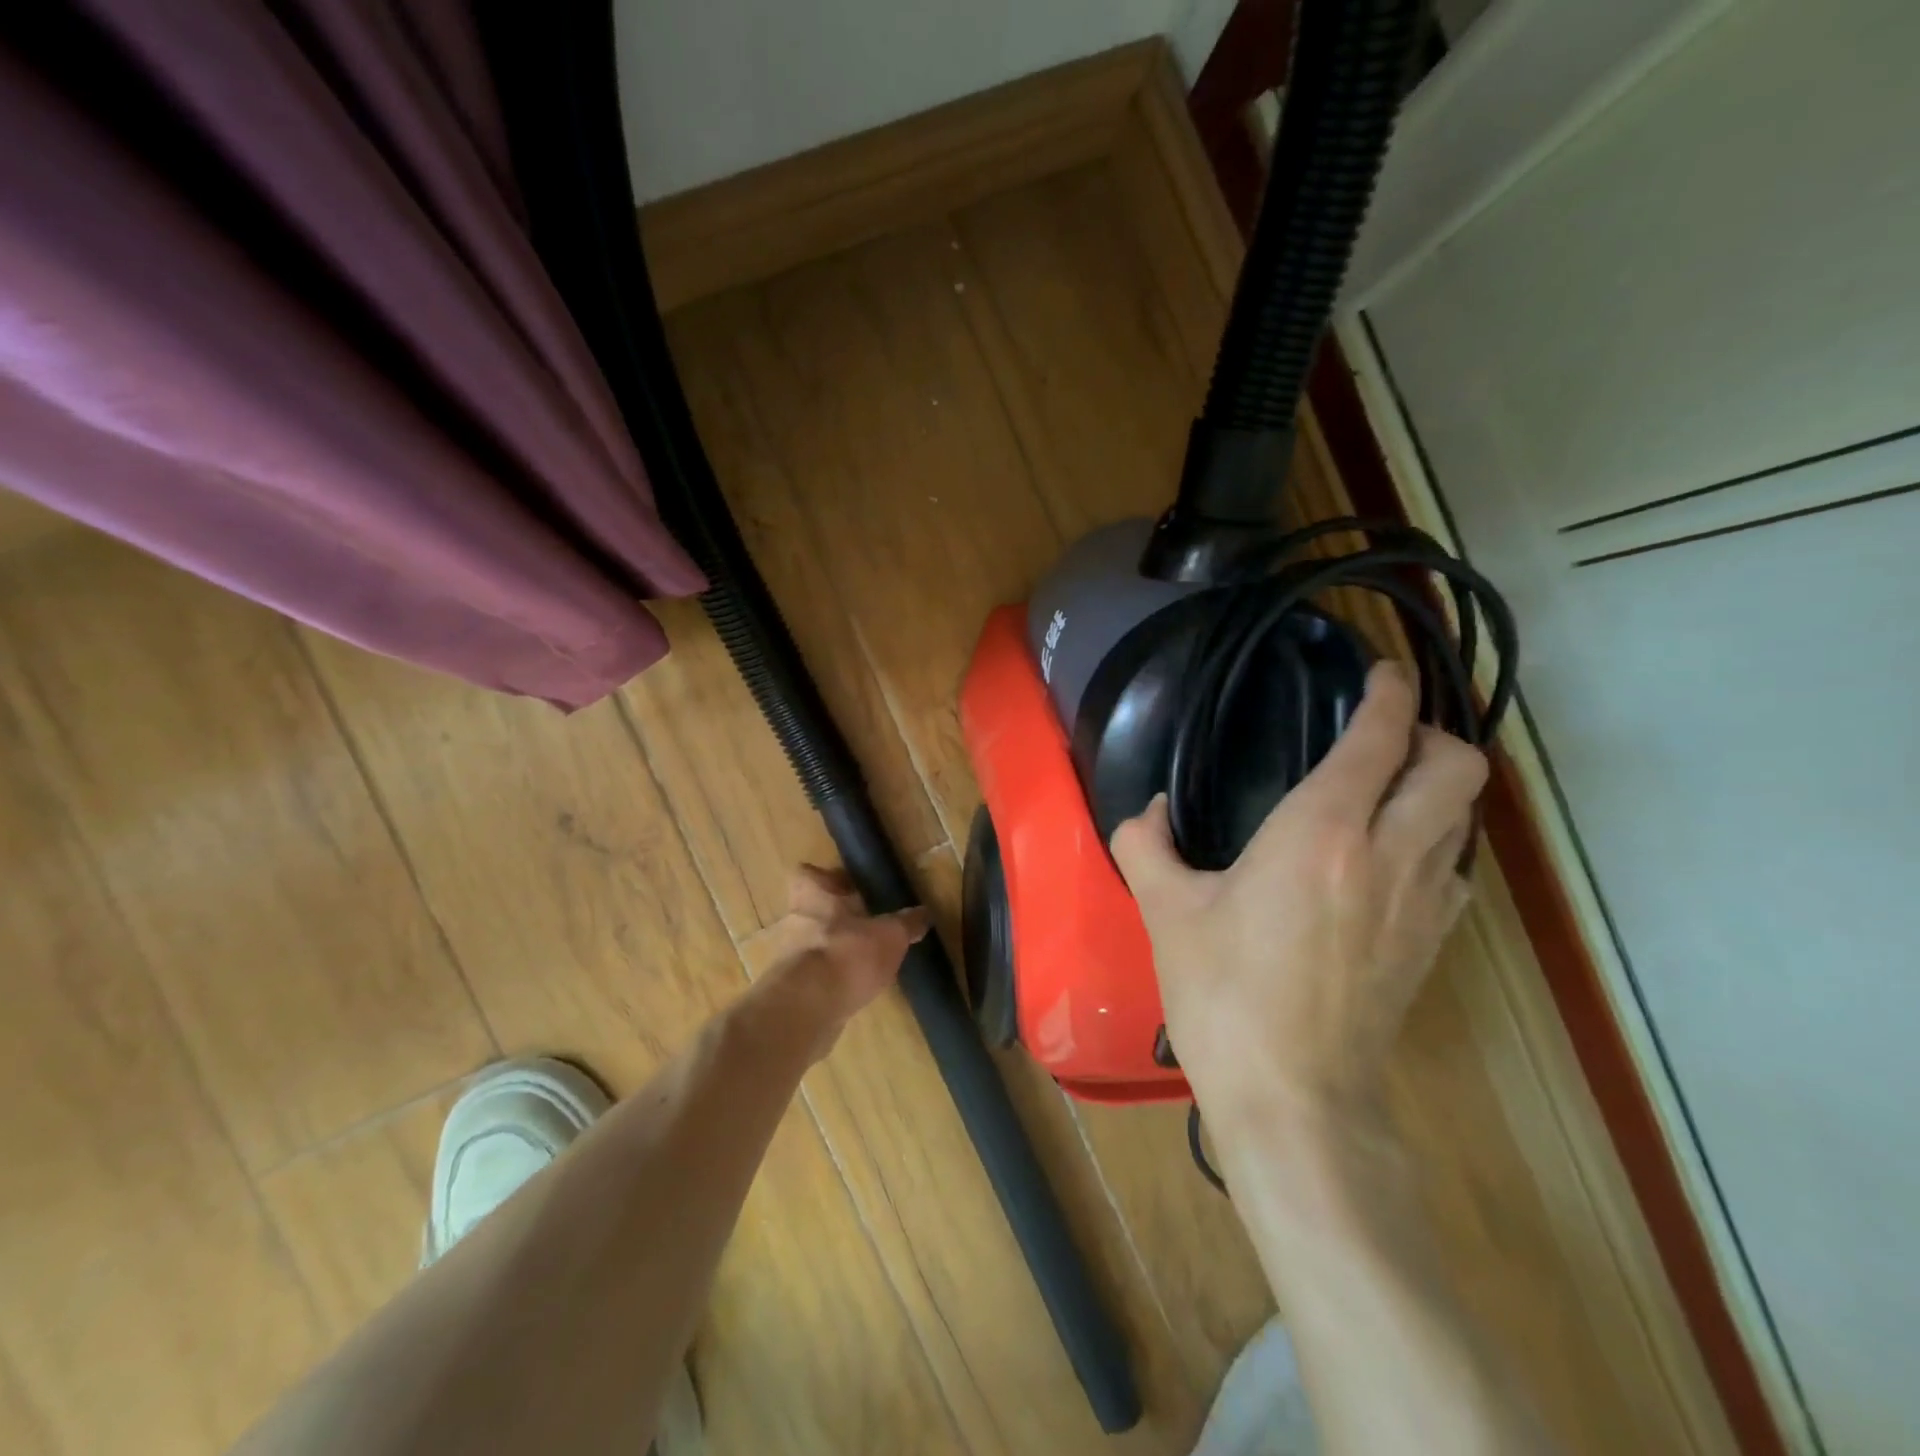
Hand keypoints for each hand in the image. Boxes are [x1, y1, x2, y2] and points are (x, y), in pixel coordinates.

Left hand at [752, 865, 929, 1062]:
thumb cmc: (848, 954)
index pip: (808, 873)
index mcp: (813, 896)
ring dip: (835, 949)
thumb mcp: (890, 936)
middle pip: (812, 910)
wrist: (808, 1009)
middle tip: (866, 925)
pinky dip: (831, 979)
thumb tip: (924, 913)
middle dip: (836, 917)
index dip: (827, 878)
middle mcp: (794, 921)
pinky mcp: (791, 990)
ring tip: (866, 960)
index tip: (849, 887)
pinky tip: (856, 987)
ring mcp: (789, 957)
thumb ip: (906, 923)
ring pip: (813, 943)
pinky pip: (813, 975)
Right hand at [1110, 662, 1486, 1126]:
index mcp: (1321, 833)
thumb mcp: (1166, 911)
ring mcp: (1423, 903)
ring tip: (1387, 790)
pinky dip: (1433, 843)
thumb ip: (1145, 844)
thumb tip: (1149, 812)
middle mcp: (1390, 855)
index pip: (1381, 739)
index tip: (1383, 670)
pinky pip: (1453, 868)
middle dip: (1432, 735)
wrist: (1294, 1098)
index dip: (1390, 693)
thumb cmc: (1225, 993)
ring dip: (1436, 788)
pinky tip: (1388, 862)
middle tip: (1384, 737)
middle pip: (1457, 767)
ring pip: (1464, 816)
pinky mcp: (1433, 945)